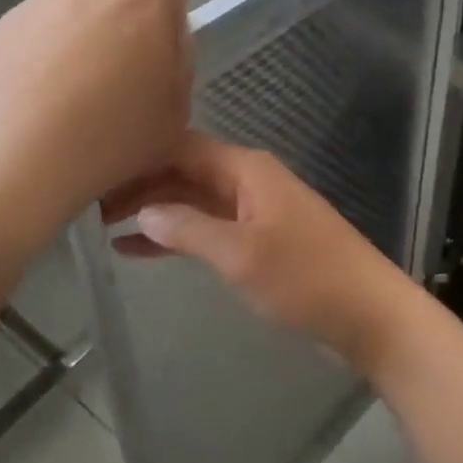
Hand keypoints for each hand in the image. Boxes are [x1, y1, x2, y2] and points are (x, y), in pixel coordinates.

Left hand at [0, 0, 191, 237]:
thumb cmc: (110, 137)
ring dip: (88, 29)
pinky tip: (39, 88)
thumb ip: (179, 70)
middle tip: (121, 74)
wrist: (15, 152)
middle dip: (130, 21)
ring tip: (75, 83)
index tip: (158, 73)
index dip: (170, 37)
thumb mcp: (176, 117)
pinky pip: (43, 23)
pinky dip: (47, 44)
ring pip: (82, 3)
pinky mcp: (8, 18)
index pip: (175, 1)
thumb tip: (163, 51)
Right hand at [104, 132, 419, 375]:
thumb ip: (189, 228)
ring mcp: (254, 208)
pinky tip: (140, 248)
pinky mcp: (259, 237)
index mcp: (246, 169)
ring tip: (105, 225)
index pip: (181, 147)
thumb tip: (142, 209)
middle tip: (92, 203)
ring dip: (155, 210)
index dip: (140, 158)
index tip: (97, 170)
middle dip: (141, 184)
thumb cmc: (307, 279)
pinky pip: (208, 225)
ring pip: (193, 199)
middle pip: (184, 171)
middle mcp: (248, 178)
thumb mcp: (241, 254)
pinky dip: (177, 234)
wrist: (371, 315)